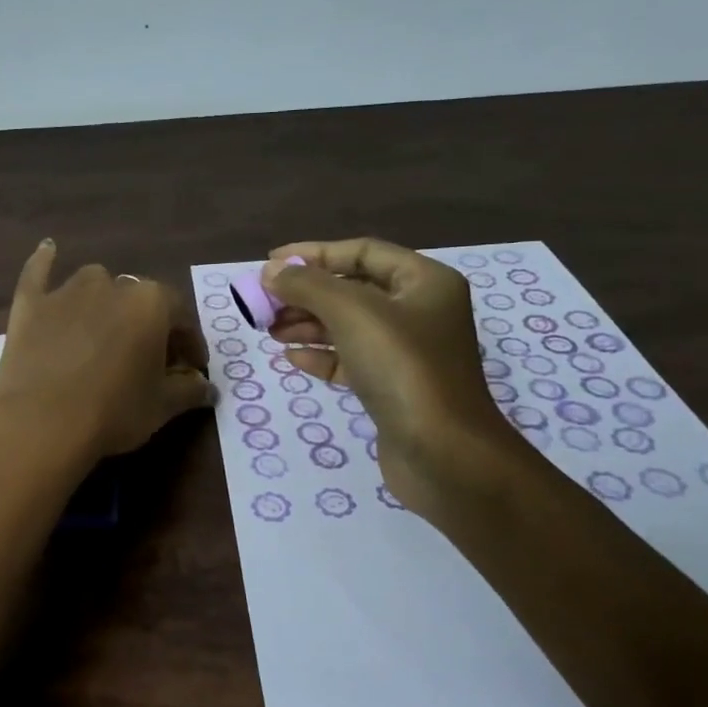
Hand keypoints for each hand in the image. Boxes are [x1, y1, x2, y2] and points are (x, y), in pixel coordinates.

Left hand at [0, 239, 215, 462]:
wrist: (40, 425)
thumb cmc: (113, 413)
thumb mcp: (162, 407)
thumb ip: (190, 390)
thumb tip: (208, 388)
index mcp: (151, 303)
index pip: (182, 317)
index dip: (190, 344)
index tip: (192, 367)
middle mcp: (112, 285)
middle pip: (139, 300)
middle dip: (149, 325)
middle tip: (150, 358)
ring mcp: (66, 291)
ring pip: (95, 285)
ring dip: (105, 301)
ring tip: (106, 331)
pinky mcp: (30, 304)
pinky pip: (38, 273)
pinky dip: (44, 262)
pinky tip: (48, 248)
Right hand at [264, 237, 527, 513]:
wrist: (444, 454)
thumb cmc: (403, 368)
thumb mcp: (351, 313)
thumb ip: (307, 285)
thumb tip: (270, 271)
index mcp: (424, 282)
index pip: (362, 252)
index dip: (314, 253)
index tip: (270, 264)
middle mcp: (420, 311)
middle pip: (352, 289)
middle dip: (306, 293)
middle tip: (263, 302)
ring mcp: (408, 352)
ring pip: (348, 326)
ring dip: (307, 324)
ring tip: (269, 330)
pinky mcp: (394, 387)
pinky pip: (350, 359)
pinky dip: (320, 355)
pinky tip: (291, 358)